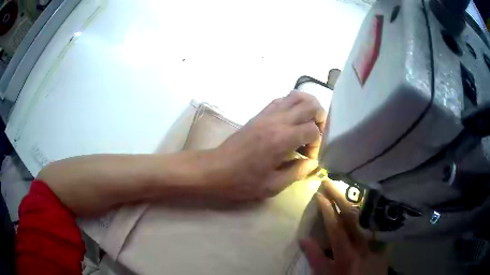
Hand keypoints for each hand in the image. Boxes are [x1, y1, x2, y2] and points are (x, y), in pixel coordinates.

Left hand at [208, 90, 326, 200]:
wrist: (215, 169)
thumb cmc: (243, 181)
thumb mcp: (273, 185)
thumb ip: (297, 172)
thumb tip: (312, 162)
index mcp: (282, 139)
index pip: (313, 130)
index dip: (317, 144)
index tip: (308, 157)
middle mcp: (277, 121)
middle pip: (310, 104)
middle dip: (319, 118)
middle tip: (314, 136)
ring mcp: (267, 114)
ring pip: (296, 96)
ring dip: (308, 106)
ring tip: (307, 124)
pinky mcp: (259, 114)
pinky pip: (280, 100)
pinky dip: (292, 105)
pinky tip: (290, 121)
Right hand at [300, 180, 389, 274]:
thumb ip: (316, 258)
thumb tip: (304, 238)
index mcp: (347, 254)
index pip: (336, 228)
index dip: (327, 211)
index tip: (320, 195)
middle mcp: (363, 245)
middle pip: (352, 217)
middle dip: (340, 198)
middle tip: (330, 182)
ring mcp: (377, 241)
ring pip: (367, 216)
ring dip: (356, 199)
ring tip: (347, 185)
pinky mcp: (385, 241)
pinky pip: (380, 222)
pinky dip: (374, 209)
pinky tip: (370, 198)